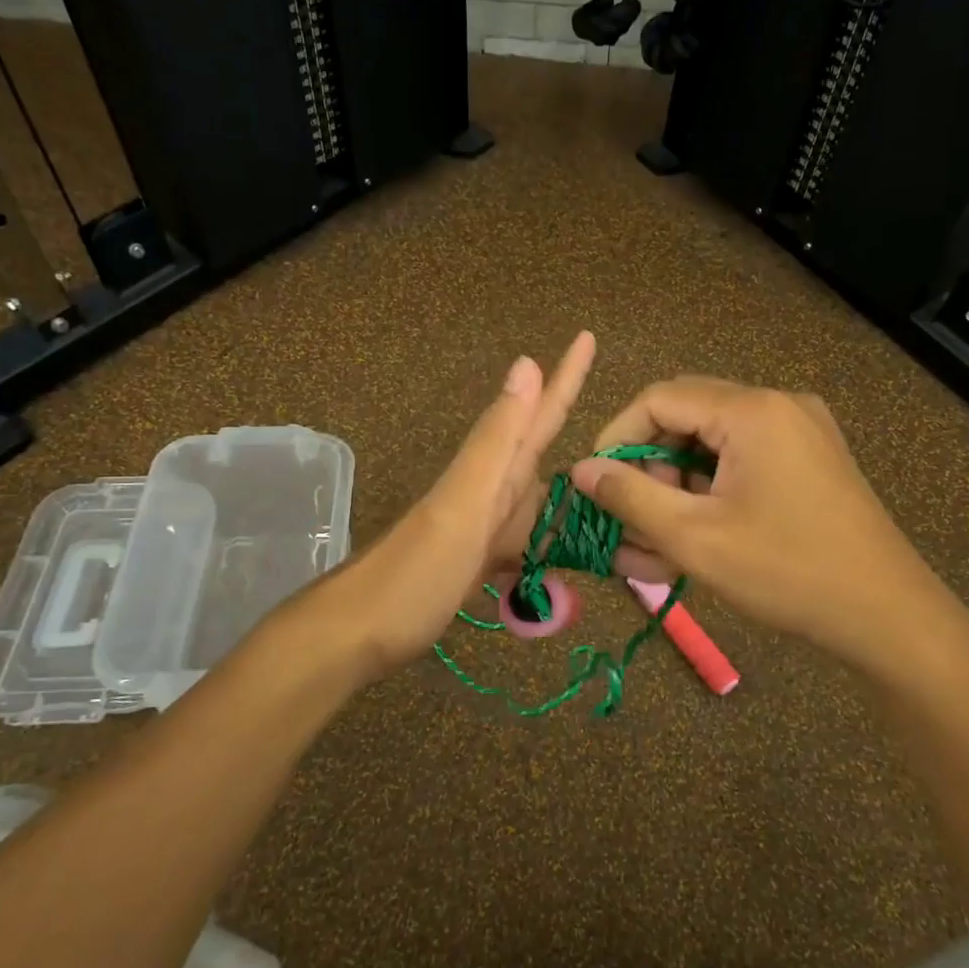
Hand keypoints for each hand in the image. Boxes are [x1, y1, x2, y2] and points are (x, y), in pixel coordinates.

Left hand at [327, 332, 595, 675]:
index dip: (564, 377)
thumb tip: (526, 364)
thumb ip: (496, 441)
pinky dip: (546, 537)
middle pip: (535, 446)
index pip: (536, 414)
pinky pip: (522, 538)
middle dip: (567, 418)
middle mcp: (487, 491)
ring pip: (533, 493)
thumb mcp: (463, 503)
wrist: (356, 632)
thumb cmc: (415, 573)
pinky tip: (563, 548)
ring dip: (567, 482)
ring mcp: (479, 527)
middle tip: (612, 401)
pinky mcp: (475, 561)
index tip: (587, 335)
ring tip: (607, 476)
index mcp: (490, 473)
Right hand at [569, 377, 952, 662]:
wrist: (888, 615)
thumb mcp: (694, 537)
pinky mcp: (810, 459)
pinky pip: (742, 462)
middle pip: (686, 417)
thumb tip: (581, 471)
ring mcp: (800, 431)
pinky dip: (710, 493)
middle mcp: (778, 405)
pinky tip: (695, 536)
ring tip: (655, 542)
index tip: (596, 483)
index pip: (660, 399)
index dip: (618, 437)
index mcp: (752, 411)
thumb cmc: (786, 571)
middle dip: (648, 467)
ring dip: (677, 487)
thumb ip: (630, 497)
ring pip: (712, 444)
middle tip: (630, 517)